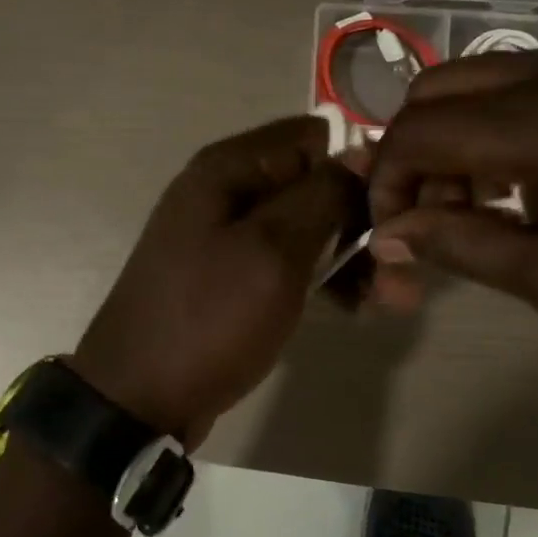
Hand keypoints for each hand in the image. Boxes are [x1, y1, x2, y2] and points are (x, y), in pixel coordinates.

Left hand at [74, 116, 357, 446]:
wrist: (138, 399)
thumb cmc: (209, 318)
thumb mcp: (273, 251)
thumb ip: (321, 195)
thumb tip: (361, 150)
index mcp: (229, 168)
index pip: (313, 138)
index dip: (356, 168)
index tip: (387, 214)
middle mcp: (227, 190)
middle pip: (313, 184)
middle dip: (360, 223)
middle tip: (399, 278)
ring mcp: (228, 235)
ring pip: (307, 227)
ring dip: (351, 257)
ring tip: (390, 302)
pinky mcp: (233, 275)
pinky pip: (288, 260)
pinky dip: (323, 278)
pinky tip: (355, 307)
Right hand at [366, 43, 537, 360]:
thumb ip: (458, 244)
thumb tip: (386, 234)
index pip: (420, 130)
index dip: (387, 181)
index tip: (391, 234)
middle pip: (440, 87)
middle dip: (415, 152)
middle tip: (429, 216)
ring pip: (485, 80)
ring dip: (457, 136)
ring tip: (477, 205)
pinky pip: (534, 82)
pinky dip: (502, 124)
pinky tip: (526, 180)